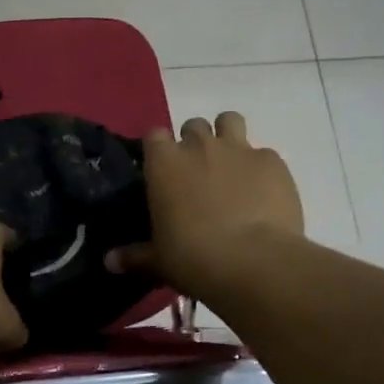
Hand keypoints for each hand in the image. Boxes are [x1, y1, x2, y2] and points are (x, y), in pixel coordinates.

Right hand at [106, 113, 302, 298]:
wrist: (253, 262)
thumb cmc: (193, 258)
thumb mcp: (158, 261)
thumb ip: (135, 256)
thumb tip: (110, 261)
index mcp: (164, 162)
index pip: (154, 135)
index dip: (159, 150)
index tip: (162, 170)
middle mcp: (199, 146)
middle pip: (193, 125)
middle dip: (195, 143)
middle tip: (198, 174)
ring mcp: (239, 149)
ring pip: (229, 121)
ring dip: (228, 137)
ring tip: (231, 167)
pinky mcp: (272, 162)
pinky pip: (264, 154)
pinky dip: (261, 168)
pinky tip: (264, 194)